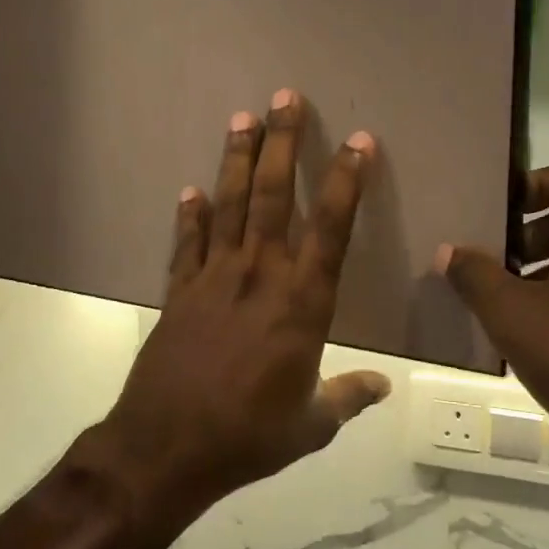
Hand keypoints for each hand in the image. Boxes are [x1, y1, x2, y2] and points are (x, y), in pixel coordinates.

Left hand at [100, 92, 391, 522]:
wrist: (165, 450)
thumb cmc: (248, 437)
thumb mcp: (310, 426)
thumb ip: (347, 397)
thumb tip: (383, 387)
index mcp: (302, 304)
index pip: (331, 229)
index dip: (347, 182)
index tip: (359, 141)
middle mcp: (259, 277)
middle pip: (272, 196)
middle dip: (282, 143)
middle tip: (285, 97)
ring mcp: (213, 280)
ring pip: (229, 205)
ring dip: (236, 159)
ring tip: (242, 117)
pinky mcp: (179, 293)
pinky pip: (186, 244)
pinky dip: (189, 216)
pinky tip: (189, 191)